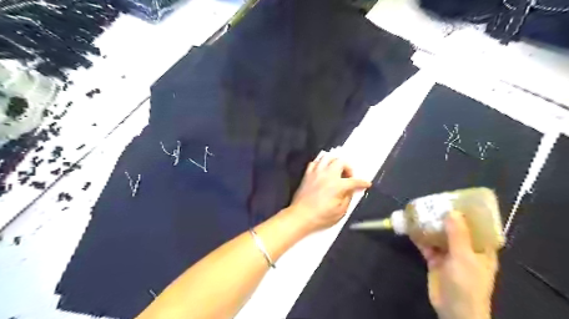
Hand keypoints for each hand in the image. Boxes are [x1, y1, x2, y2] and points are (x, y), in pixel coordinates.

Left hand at [287, 151, 371, 235]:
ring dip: (334, 162)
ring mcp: (316, 172)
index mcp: (337, 185)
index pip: (354, 181)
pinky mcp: (307, 174)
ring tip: (337, 171)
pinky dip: (321, 164)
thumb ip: (348, 198)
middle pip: (341, 161)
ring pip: (327, 157)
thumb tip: (352, 190)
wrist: (301, 216)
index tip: (366, 184)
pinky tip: (323, 171)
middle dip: (348, 167)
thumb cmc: (321, 216)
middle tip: (348, 177)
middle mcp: (327, 175)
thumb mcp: (340, 211)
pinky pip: (315, 162)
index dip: (362, 182)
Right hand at [415, 212, 498, 317]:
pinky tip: (411, 228)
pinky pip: (427, 245)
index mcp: (480, 249)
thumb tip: (452, 212)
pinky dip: (420, 238)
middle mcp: (466, 250)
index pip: (477, 227)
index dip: (468, 213)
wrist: (453, 310)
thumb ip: (458, 235)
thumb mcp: (464, 257)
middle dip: (444, 217)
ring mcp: (449, 255)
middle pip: (455, 229)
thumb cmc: (467, 284)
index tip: (456, 200)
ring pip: (439, 236)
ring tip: (420, 212)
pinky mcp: (435, 261)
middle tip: (433, 203)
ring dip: (430, 226)